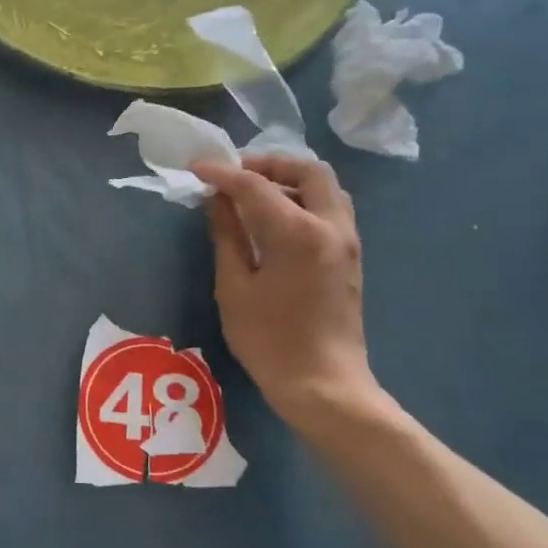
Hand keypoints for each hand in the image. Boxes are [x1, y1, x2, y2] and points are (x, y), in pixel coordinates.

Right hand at [191, 155, 386, 439]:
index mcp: (297, 232)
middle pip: (308, 170)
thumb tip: (218, 202)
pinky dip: (304, 201)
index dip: (222, 173)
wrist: (323, 384)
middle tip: (235, 176)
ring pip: (326, 188)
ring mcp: (347, 241)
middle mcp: (330, 225)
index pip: (255, 185)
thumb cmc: (269, 340)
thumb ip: (227, 237)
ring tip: (254, 196)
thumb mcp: (234, 288)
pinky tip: (276, 222)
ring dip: (291, 181)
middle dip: (270, 164)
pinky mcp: (351, 257)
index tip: (196, 168)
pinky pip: (331, 210)